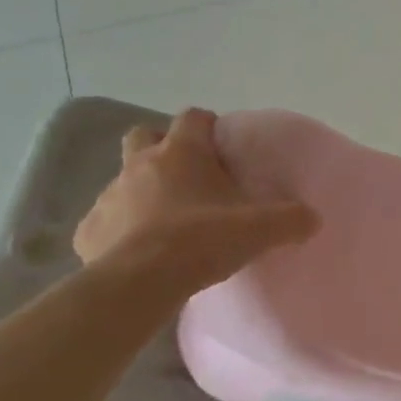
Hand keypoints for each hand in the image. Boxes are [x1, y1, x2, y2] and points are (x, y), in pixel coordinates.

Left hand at [74, 108, 318, 296]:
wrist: (140, 283)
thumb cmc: (202, 240)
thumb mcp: (261, 229)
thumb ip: (291, 219)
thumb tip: (313, 219)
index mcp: (182, 152)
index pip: (193, 117)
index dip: (207, 126)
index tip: (222, 146)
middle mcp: (141, 164)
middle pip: (144, 135)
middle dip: (161, 146)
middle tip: (186, 174)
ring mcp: (109, 196)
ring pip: (123, 179)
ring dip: (141, 191)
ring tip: (165, 220)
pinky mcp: (88, 232)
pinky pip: (104, 222)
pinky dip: (119, 230)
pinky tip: (136, 251)